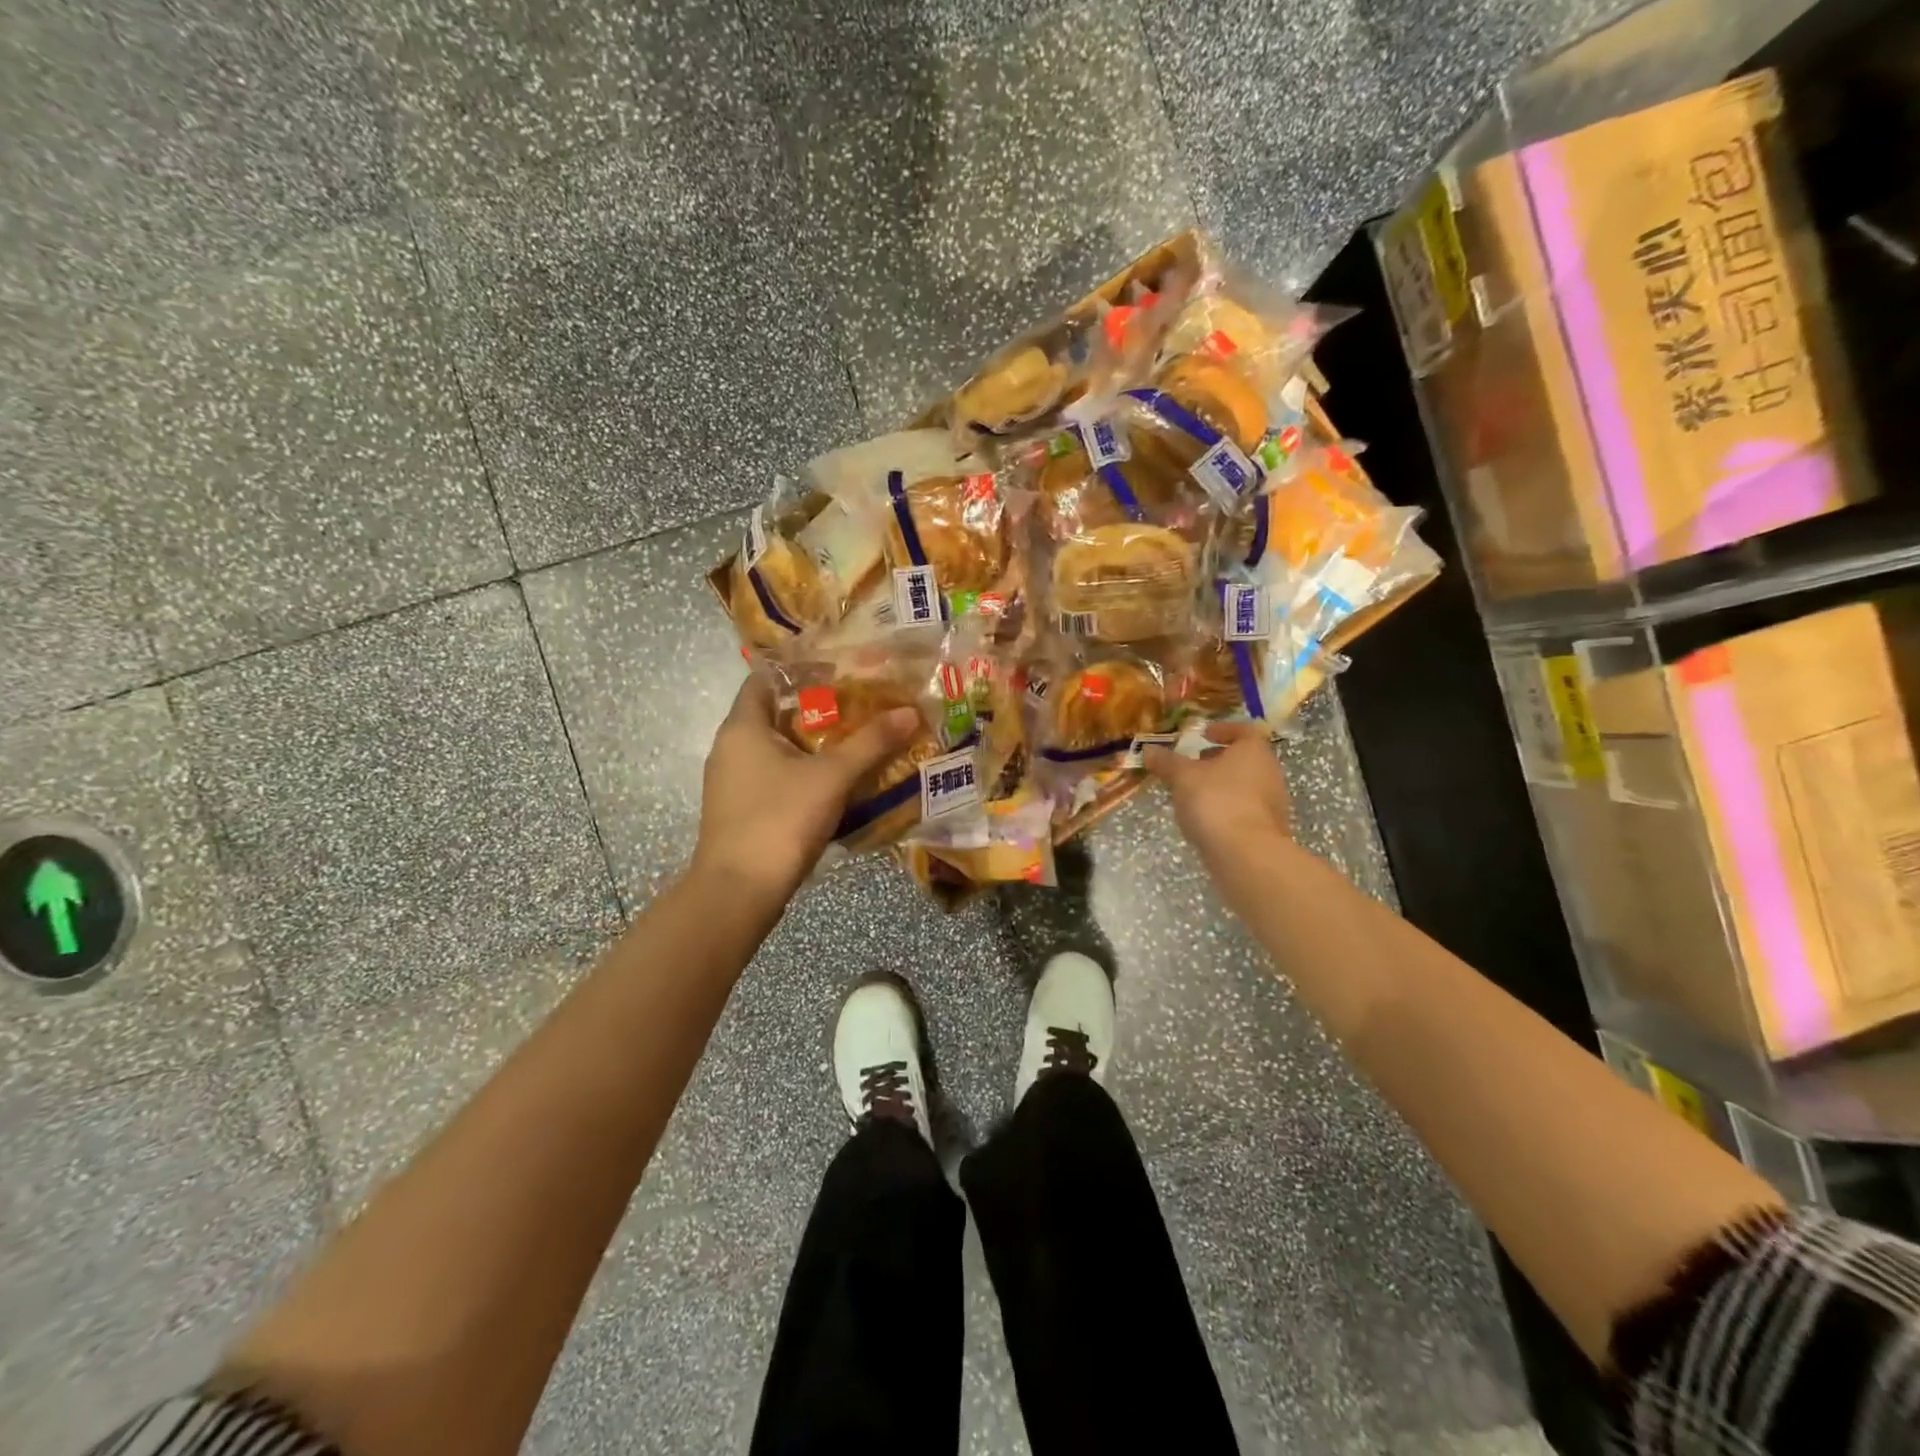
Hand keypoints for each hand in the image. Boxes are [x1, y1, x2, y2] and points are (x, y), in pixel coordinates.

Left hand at [692, 675, 919, 905]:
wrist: (739, 891)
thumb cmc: (780, 819)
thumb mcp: (833, 777)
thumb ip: (871, 742)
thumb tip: (909, 711)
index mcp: (742, 727)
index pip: (765, 680)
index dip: (800, 672)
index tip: (840, 673)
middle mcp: (729, 748)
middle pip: (774, 715)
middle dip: (816, 710)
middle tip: (860, 707)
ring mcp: (731, 783)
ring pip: (775, 750)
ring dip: (812, 746)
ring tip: (856, 743)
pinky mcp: (740, 811)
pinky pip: (773, 778)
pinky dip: (802, 774)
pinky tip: (835, 784)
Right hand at [1142, 723, 1292, 868]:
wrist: (1246, 854)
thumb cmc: (1215, 801)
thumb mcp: (1182, 777)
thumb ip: (1167, 762)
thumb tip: (1148, 750)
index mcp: (1254, 751)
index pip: (1244, 730)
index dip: (1223, 730)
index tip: (1204, 735)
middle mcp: (1269, 772)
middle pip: (1244, 759)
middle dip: (1218, 760)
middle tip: (1193, 764)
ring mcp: (1272, 803)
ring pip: (1244, 785)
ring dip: (1221, 785)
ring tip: (1192, 793)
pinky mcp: (1267, 829)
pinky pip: (1244, 810)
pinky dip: (1226, 808)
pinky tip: (1204, 819)